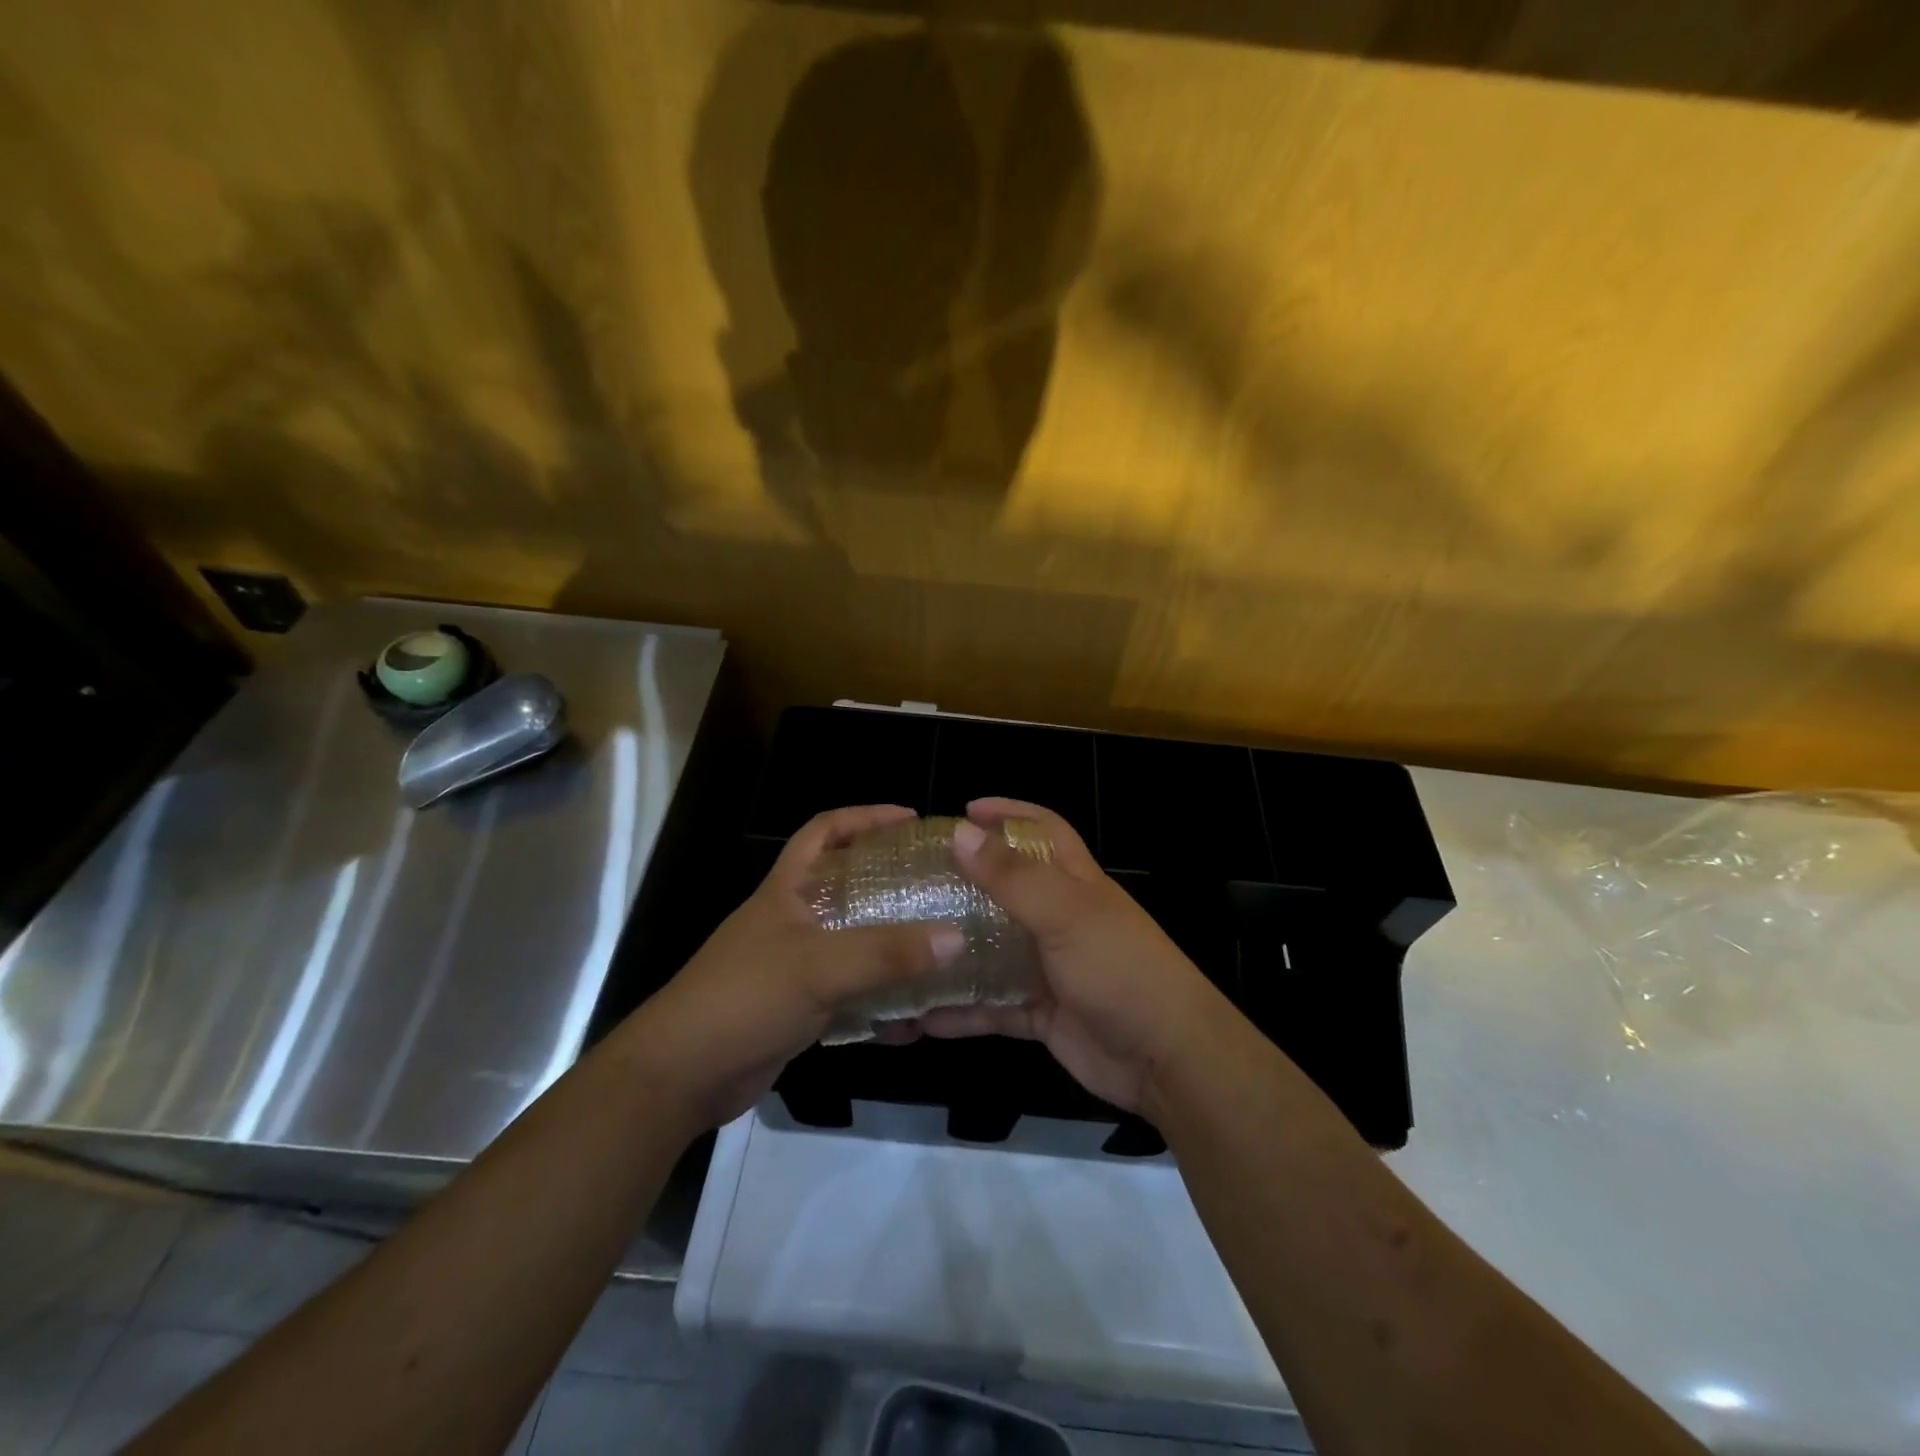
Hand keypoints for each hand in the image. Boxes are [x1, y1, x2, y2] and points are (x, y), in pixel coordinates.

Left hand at [630, 805, 963, 1128]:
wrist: (682, 1076)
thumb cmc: (743, 999)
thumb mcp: (817, 967)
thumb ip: (885, 953)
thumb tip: (956, 937)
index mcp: (787, 890)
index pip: (824, 830)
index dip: (866, 817)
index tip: (911, 819)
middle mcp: (793, 920)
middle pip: (848, 884)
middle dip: (892, 881)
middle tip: (940, 884)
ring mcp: (796, 966)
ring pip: (854, 941)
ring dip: (893, 944)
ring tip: (941, 944)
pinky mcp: (801, 1008)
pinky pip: (852, 992)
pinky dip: (881, 1000)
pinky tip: (915, 1016)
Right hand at [915, 797, 1227, 1116]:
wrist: (1164, 1058)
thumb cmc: (1119, 968)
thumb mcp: (1065, 914)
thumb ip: (1013, 876)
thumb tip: (961, 832)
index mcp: (1074, 882)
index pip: (1043, 830)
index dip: (1010, 813)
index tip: (965, 810)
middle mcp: (1060, 919)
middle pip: (1007, 890)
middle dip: (966, 883)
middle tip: (915, 882)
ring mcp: (1049, 967)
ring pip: (993, 951)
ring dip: (955, 951)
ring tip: (906, 946)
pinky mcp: (1040, 1012)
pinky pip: (992, 1006)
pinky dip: (961, 1010)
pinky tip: (921, 1015)